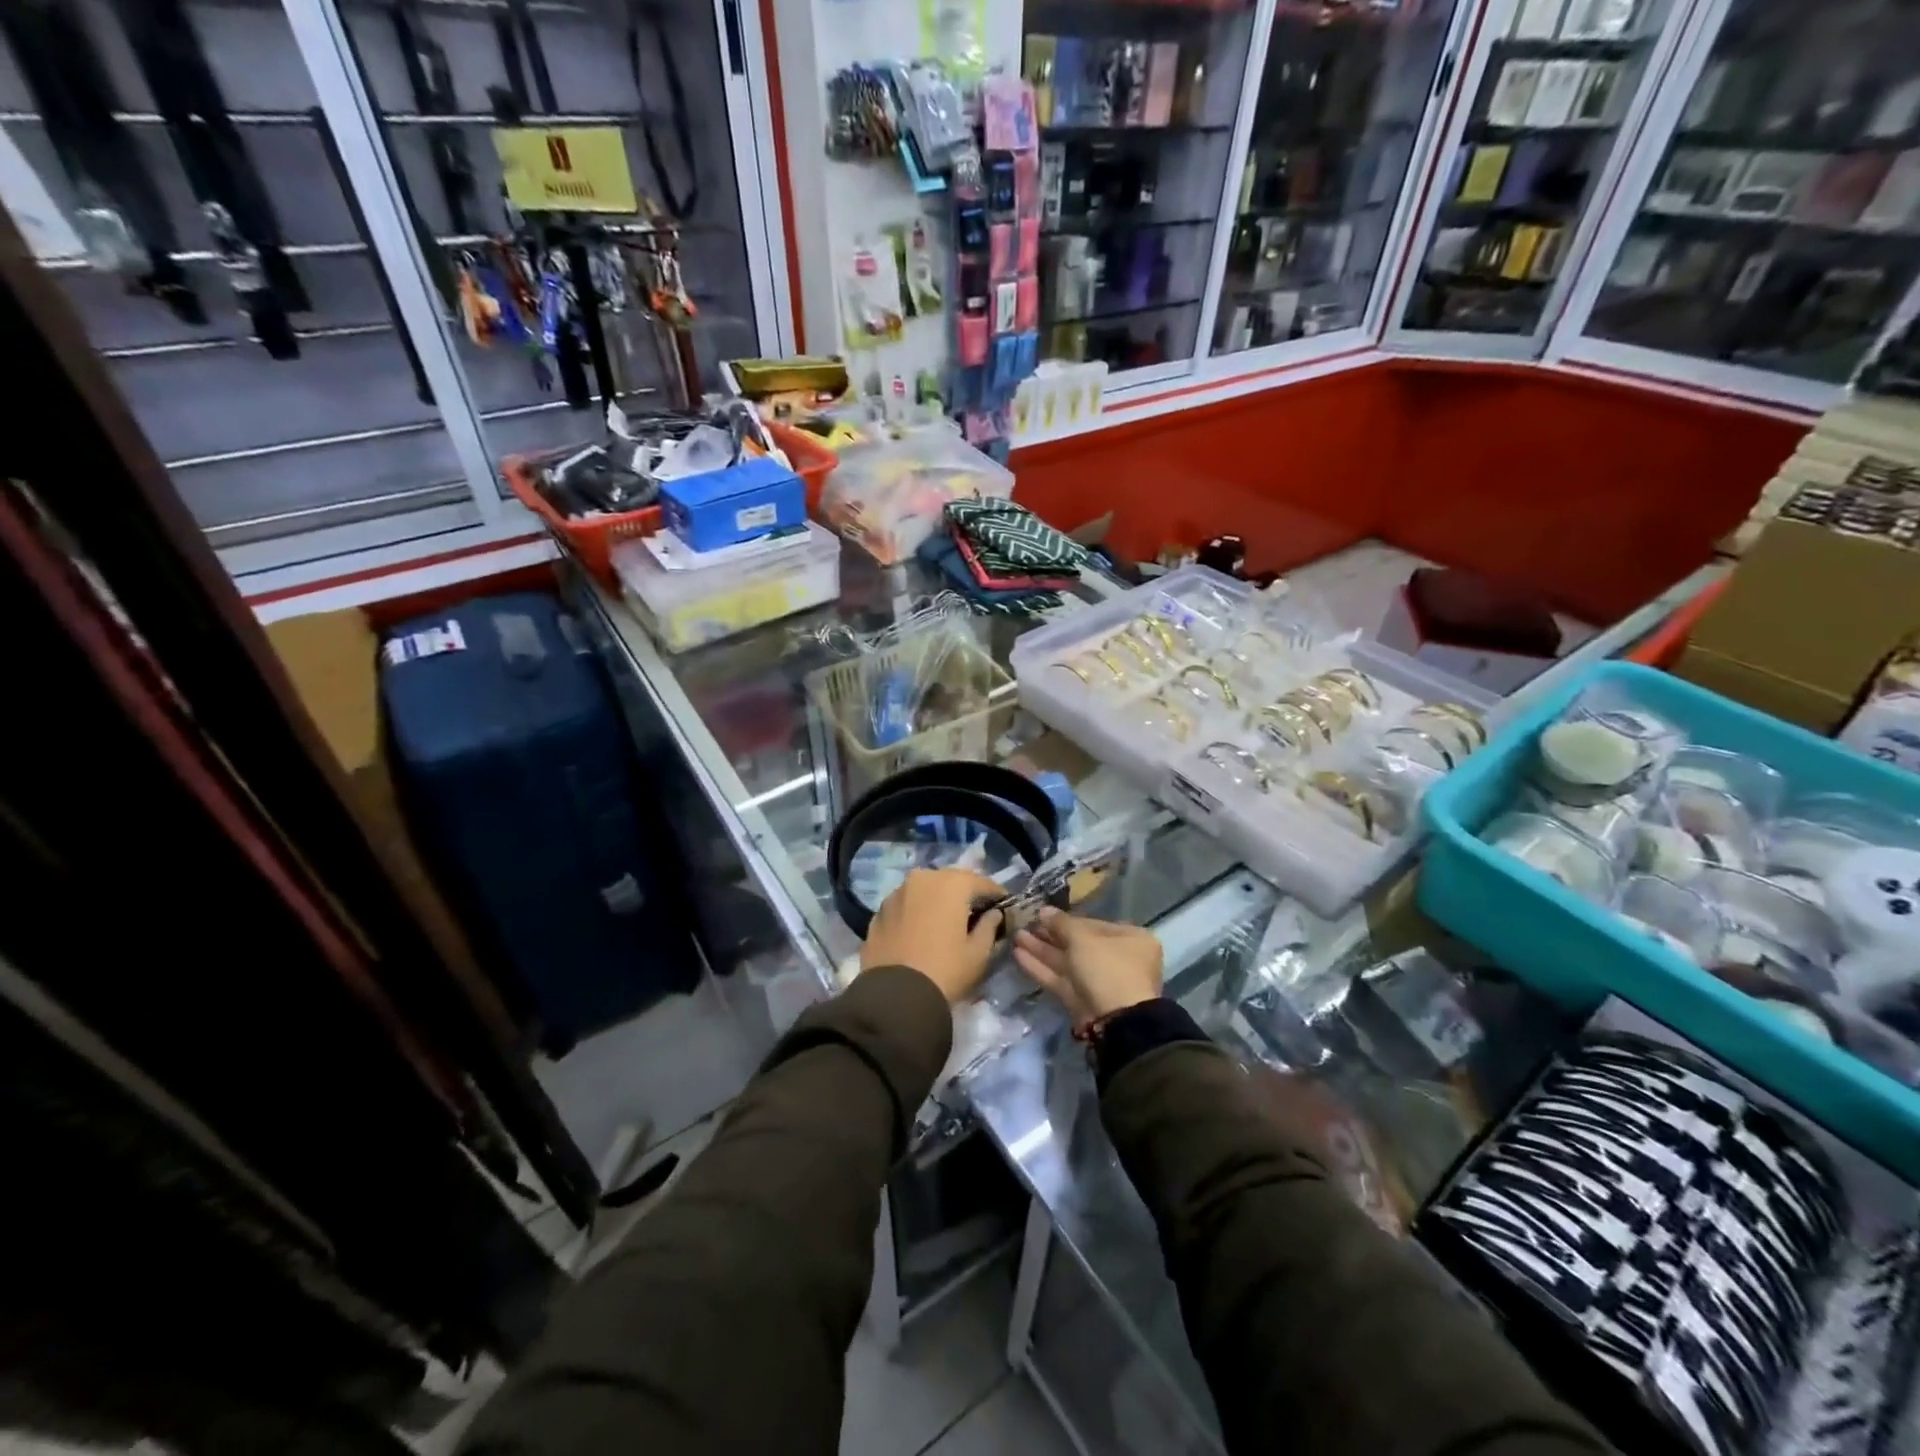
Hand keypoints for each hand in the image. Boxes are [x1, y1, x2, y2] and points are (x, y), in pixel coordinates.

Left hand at [861, 868, 1005, 1003]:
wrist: (894, 997)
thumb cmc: (945, 970)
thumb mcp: (978, 953)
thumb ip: (989, 927)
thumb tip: (993, 914)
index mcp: (951, 883)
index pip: (981, 882)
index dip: (995, 894)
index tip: (1004, 906)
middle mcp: (922, 878)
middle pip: (950, 881)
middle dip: (965, 894)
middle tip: (976, 912)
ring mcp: (896, 893)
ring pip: (925, 890)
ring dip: (938, 901)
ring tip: (946, 921)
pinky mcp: (879, 911)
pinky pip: (906, 905)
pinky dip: (917, 912)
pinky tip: (921, 930)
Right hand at [1012, 908, 1162, 1026]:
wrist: (1116, 1020)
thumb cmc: (1107, 967)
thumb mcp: (1083, 938)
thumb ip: (1061, 923)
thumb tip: (1044, 910)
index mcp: (1130, 939)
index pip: (1093, 924)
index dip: (1066, 919)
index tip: (1042, 914)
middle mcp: (1118, 959)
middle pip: (1078, 944)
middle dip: (1050, 935)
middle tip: (1025, 924)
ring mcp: (1099, 982)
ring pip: (1067, 962)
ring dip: (1041, 950)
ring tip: (1016, 936)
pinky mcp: (1082, 1001)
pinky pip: (1061, 979)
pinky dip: (1041, 968)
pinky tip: (1018, 955)